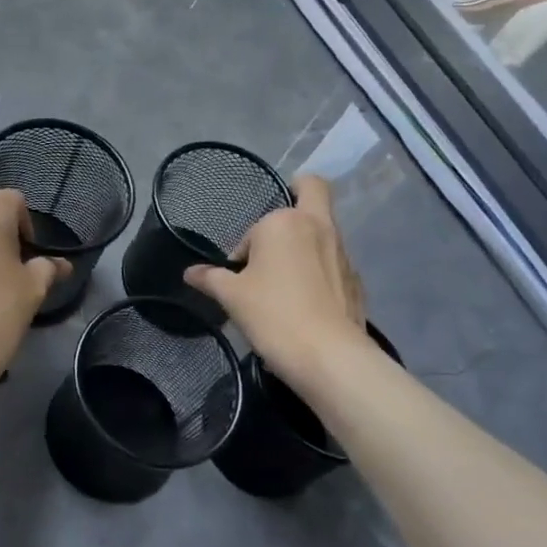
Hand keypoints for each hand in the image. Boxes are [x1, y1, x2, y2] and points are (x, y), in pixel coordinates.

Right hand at [184, 175, 367, 389]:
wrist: (329, 356)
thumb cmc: (273, 315)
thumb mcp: (232, 296)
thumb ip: (210, 278)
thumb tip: (190, 272)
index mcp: (285, 222)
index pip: (257, 226)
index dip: (244, 247)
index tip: (238, 274)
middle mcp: (318, 226)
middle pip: (313, 190)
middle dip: (297, 195)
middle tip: (276, 230)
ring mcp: (342, 252)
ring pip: (324, 230)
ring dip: (306, 243)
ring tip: (286, 282)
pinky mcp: (356, 279)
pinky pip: (334, 262)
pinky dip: (321, 272)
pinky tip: (307, 303)